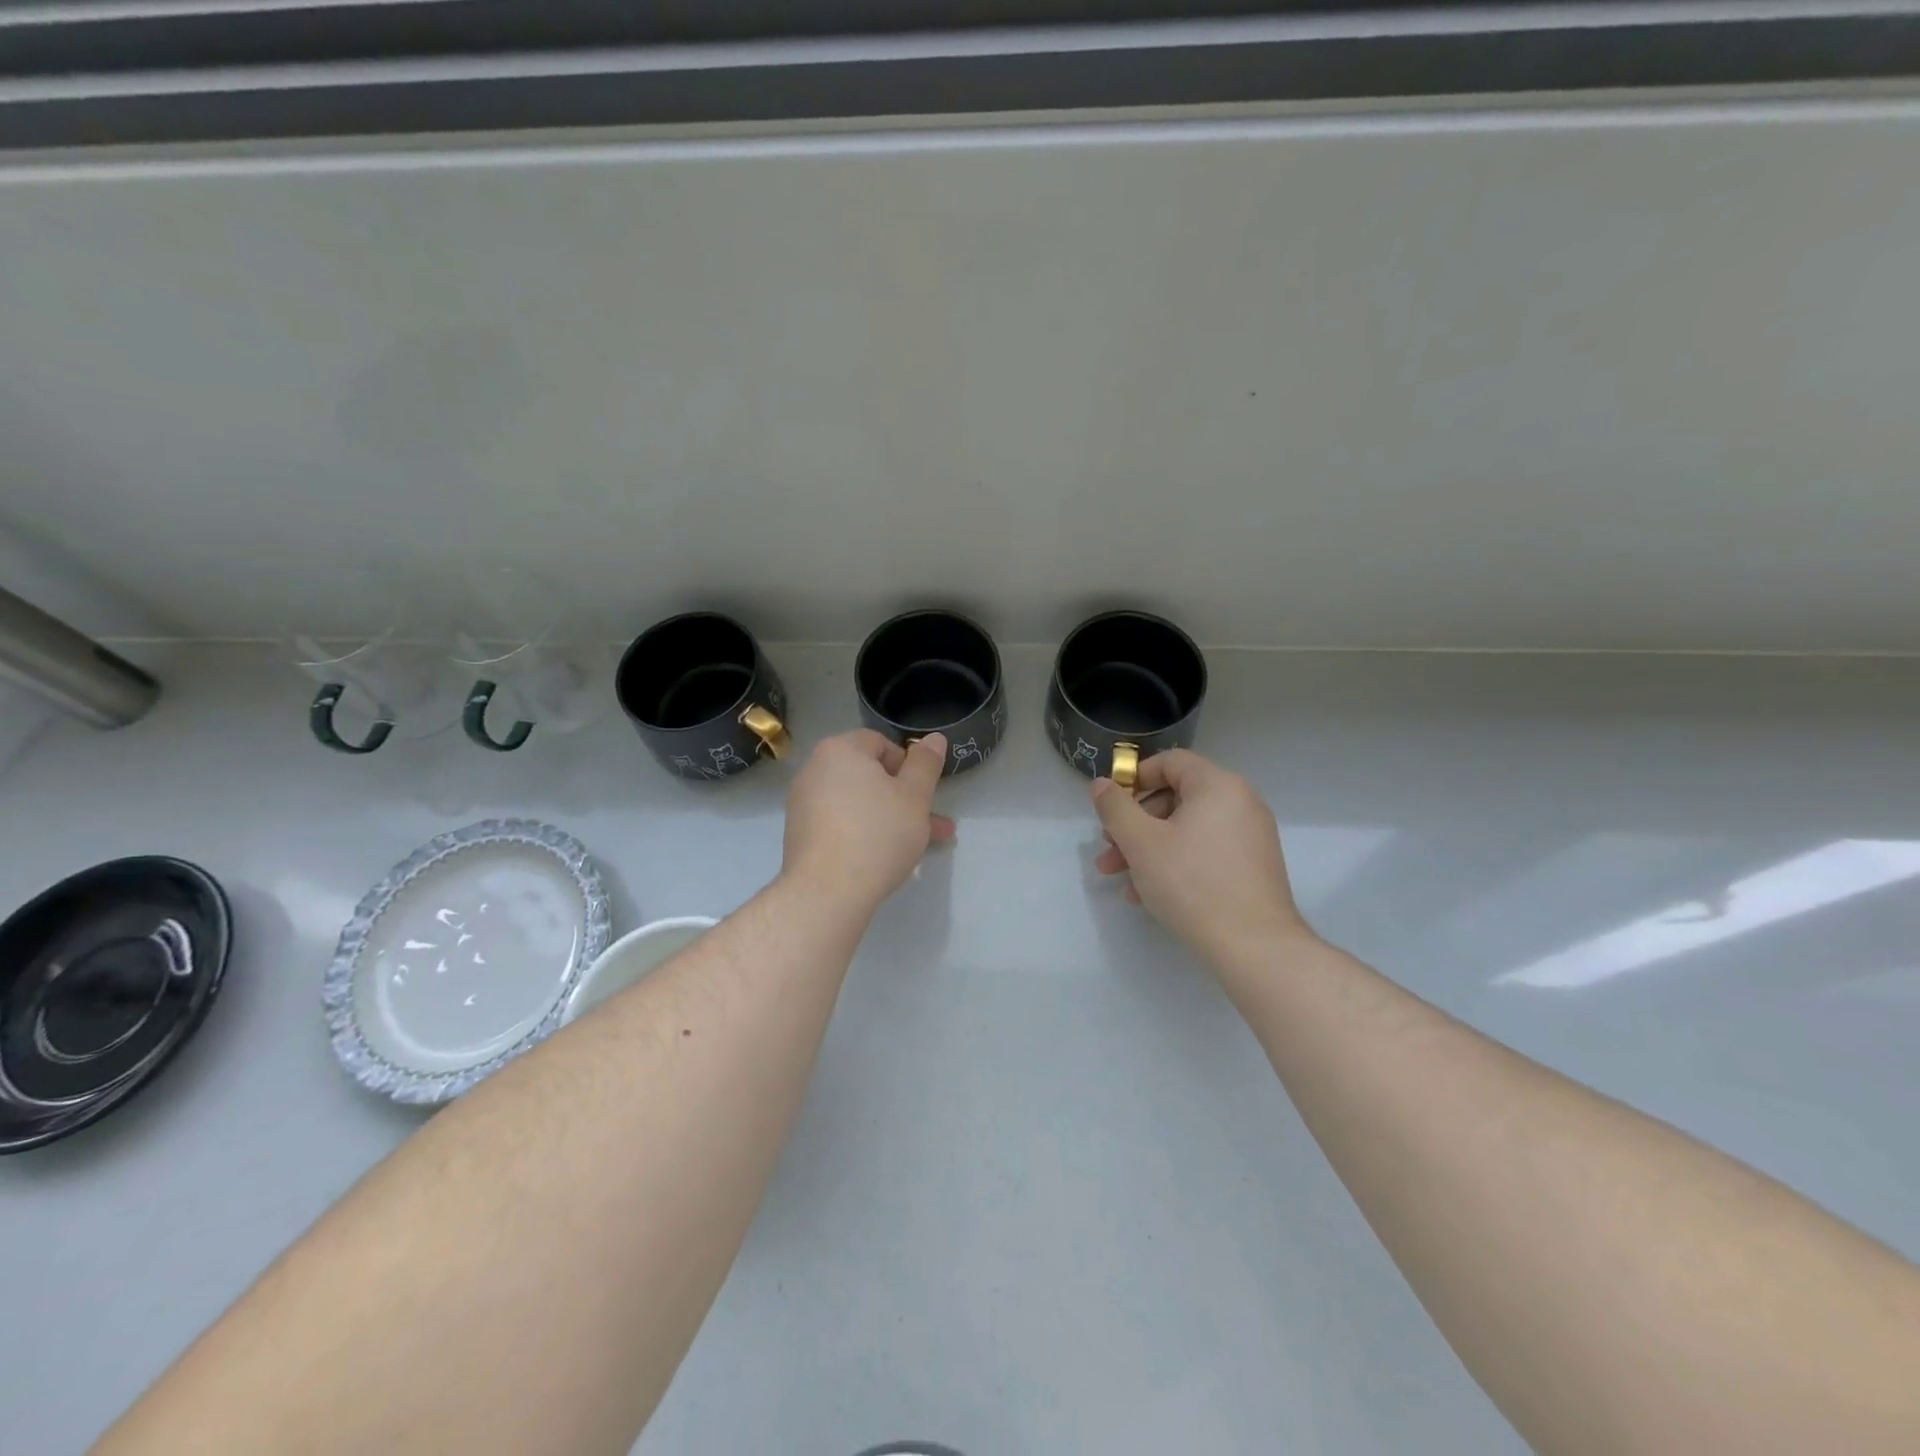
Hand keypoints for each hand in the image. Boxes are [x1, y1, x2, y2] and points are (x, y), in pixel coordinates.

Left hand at [782, 729, 954, 912]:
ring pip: (858, 803)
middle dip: (905, 798)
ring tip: (919, 846)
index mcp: (841, 749)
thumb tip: (934, 738)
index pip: (881, 743)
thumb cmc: (877, 834)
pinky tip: (885, 857)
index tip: (923, 794)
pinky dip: (864, 832)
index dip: (909, 766)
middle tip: (932, 824)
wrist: (826, 891)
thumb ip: (926, 764)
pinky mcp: (800, 833)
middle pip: (869, 775)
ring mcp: (803, 802)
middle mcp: (815, 769)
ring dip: (890, 818)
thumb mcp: (915, 796)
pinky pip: (841, 823)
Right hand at [1091, 749, 1307, 964]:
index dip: (1134, 778)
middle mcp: (1240, 802)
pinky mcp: (1253, 867)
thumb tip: (1101, 784)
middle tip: (1108, 849)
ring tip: (1119, 877)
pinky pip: (1205, 851)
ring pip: (1187, 829)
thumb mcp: (1141, 842)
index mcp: (1217, 786)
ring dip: (1148, 848)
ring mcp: (1250, 836)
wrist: (1254, 947)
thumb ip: (1115, 807)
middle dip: (1134, 823)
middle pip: (1176, 798)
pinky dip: (1175, 862)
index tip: (1110, 806)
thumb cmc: (1192, 884)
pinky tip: (1147, 894)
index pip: (1170, 762)